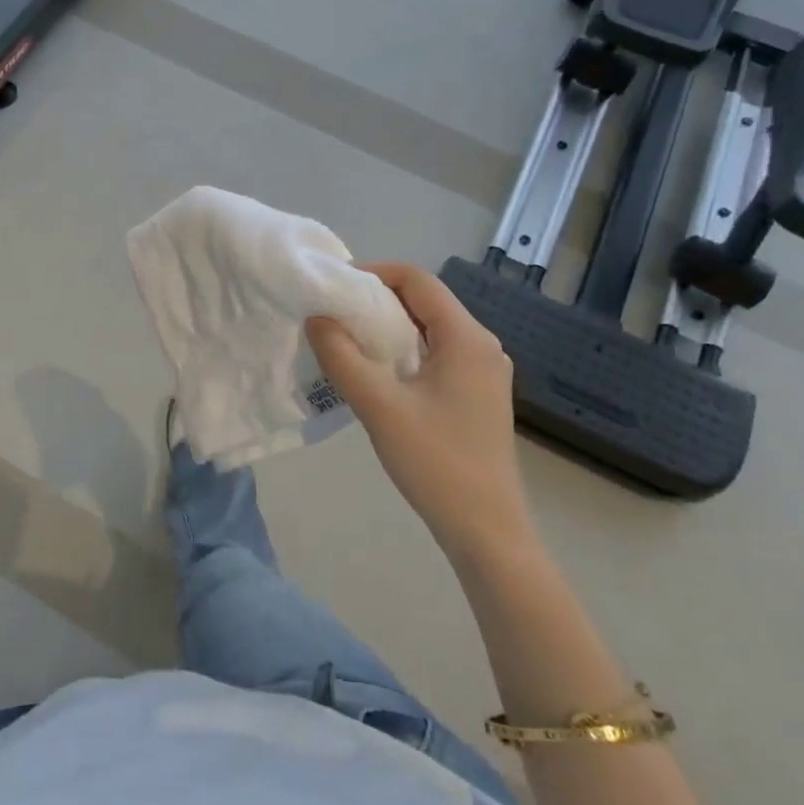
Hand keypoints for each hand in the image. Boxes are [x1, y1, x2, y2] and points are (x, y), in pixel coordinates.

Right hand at [306, 264, 532, 561]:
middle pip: (424, 302)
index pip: (418, 280)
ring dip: (387, 328)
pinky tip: (374, 373)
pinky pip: (435, 355)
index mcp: (467, 338)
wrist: (486, 531)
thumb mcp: (380, 407)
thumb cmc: (436, 463)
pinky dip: (402, 352)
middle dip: (376, 300)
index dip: (374, 273)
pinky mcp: (476, 395)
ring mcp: (482, 372)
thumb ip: (343, 358)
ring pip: (428, 330)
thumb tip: (317, 319)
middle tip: (332, 313)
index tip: (333, 287)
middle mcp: (481, 346)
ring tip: (345, 340)